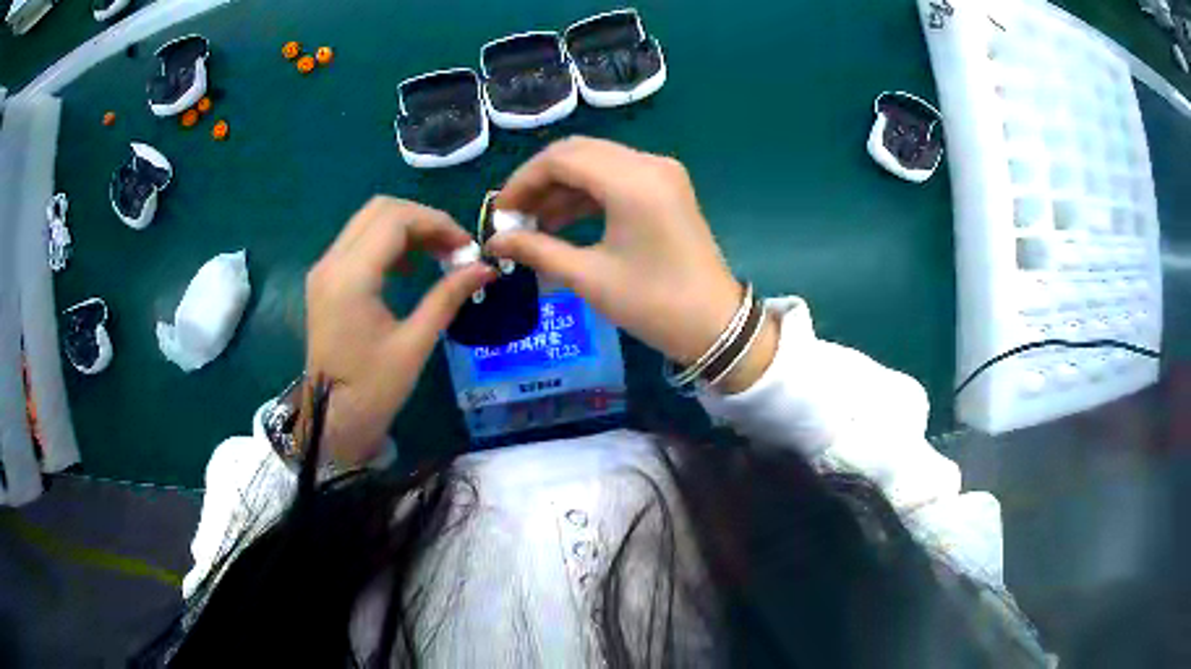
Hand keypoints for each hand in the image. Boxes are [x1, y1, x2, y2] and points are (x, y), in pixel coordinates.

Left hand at [305, 197, 494, 465]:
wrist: (331, 421)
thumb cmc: (373, 390)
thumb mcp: (415, 344)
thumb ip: (448, 296)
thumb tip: (485, 268)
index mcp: (350, 277)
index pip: (396, 220)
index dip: (437, 223)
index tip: (467, 247)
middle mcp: (331, 262)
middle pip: (380, 209)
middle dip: (423, 220)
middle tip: (454, 247)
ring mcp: (324, 270)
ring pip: (368, 222)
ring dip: (407, 229)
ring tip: (439, 255)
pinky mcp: (325, 281)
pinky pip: (358, 242)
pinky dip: (389, 243)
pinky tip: (410, 268)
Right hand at [488, 138, 776, 392]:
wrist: (714, 324)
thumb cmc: (652, 304)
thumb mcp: (589, 277)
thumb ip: (537, 250)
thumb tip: (494, 242)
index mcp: (632, 181)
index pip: (561, 159)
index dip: (522, 182)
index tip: (499, 213)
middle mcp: (648, 163)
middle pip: (577, 152)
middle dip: (539, 181)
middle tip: (512, 216)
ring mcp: (661, 172)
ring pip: (595, 162)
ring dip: (561, 188)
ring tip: (531, 225)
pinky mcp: (666, 187)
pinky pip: (615, 177)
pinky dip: (585, 194)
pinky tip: (560, 222)